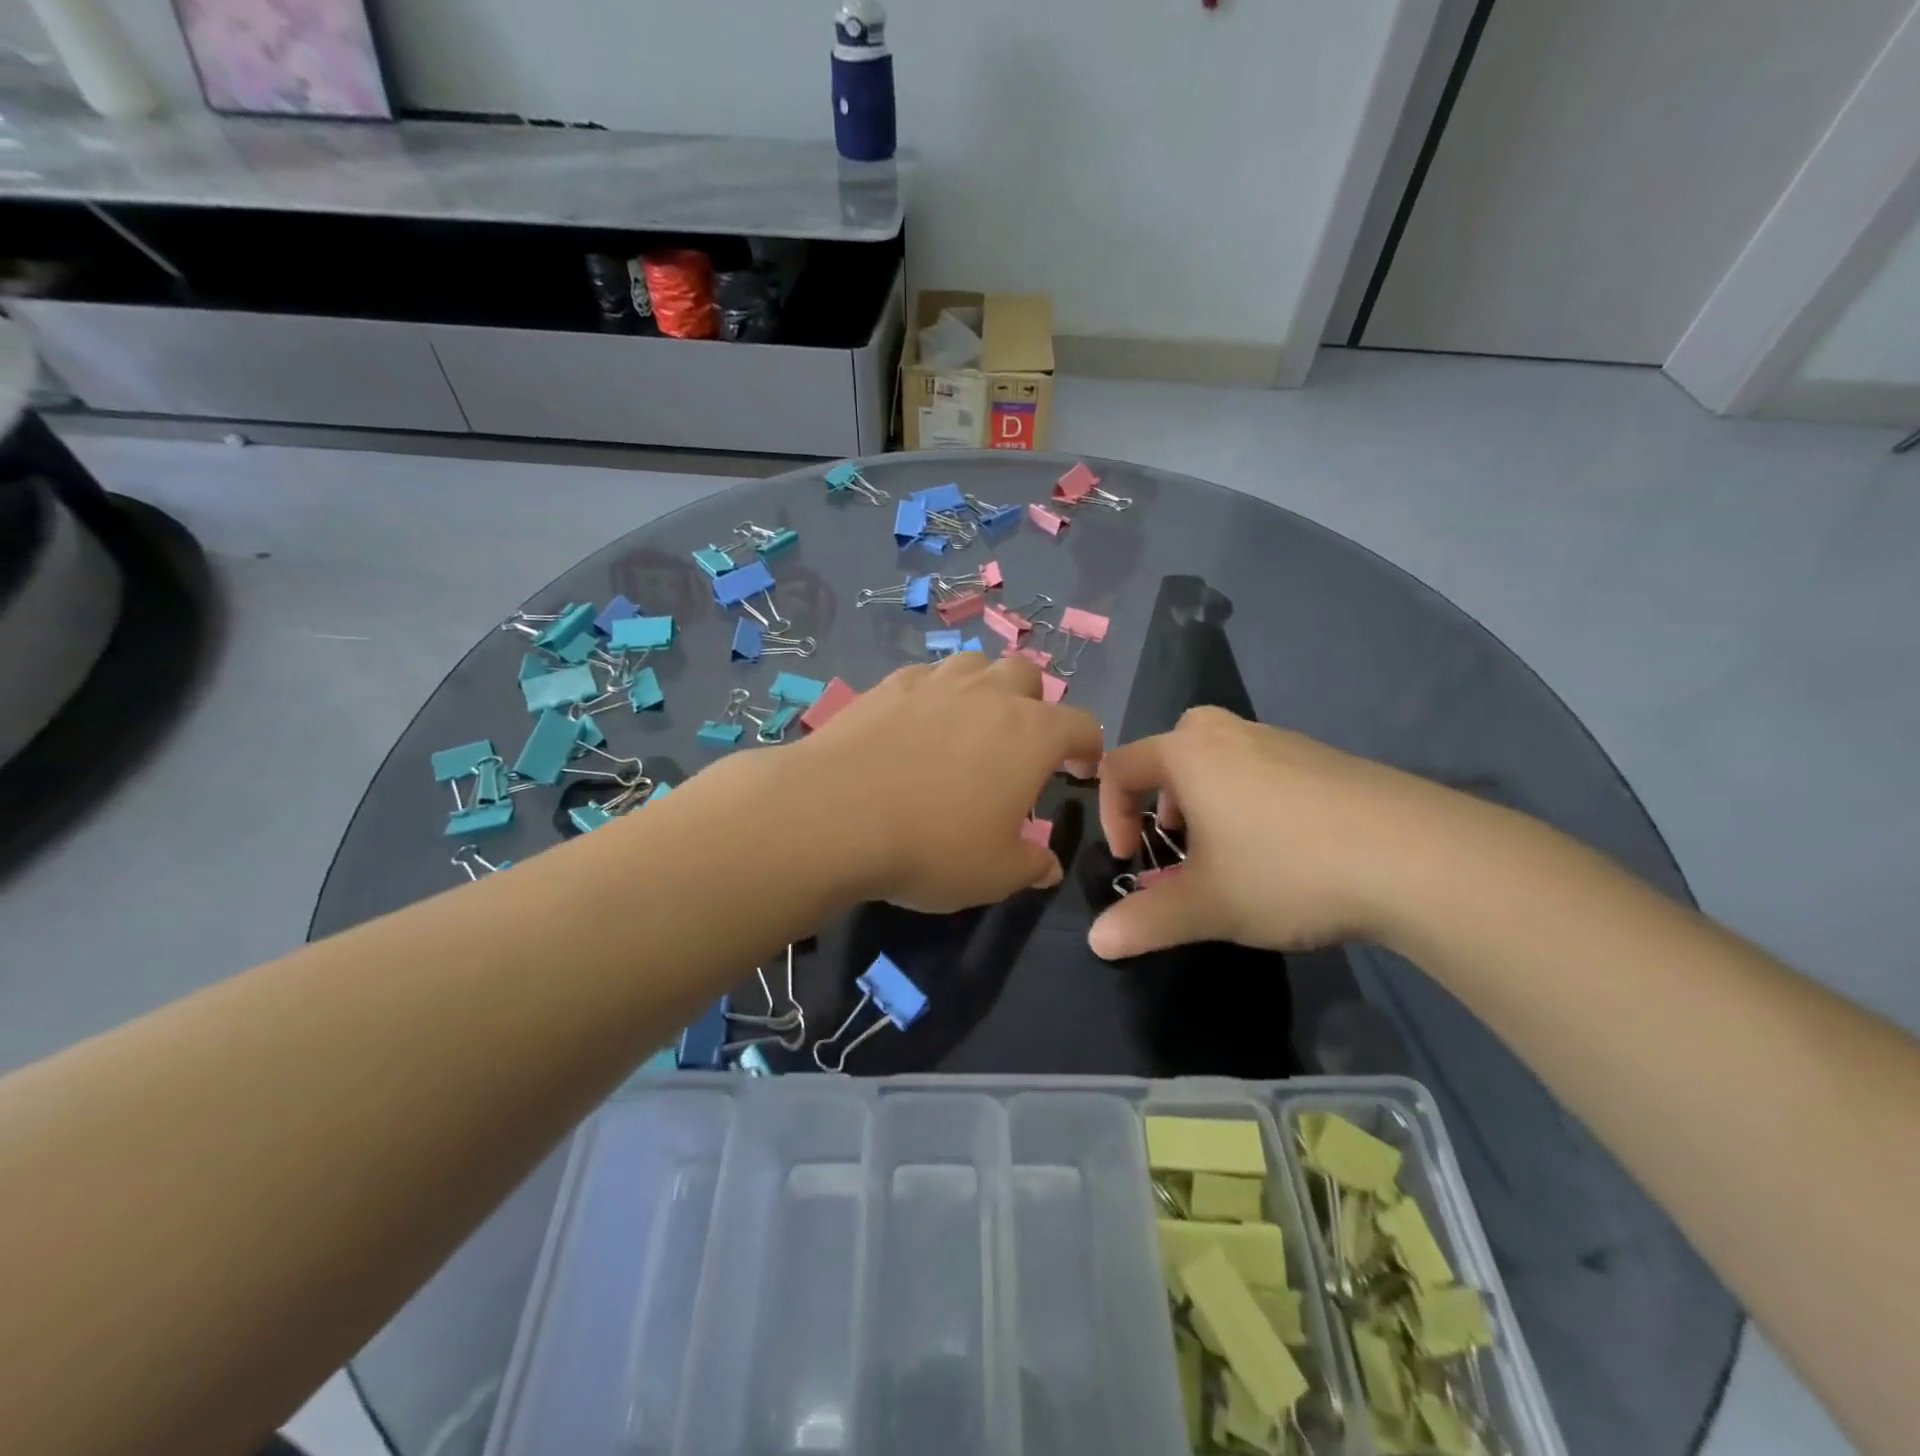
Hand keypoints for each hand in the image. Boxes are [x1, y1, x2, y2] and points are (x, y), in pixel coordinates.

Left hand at [787, 653, 1103, 912]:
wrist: (834, 814)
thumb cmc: (932, 846)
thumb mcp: (994, 874)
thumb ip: (1030, 866)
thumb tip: (1046, 866)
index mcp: (1031, 733)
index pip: (1081, 724)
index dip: (1088, 747)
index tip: (1079, 770)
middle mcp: (989, 694)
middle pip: (1027, 676)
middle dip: (1034, 705)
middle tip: (1019, 746)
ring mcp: (935, 683)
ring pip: (975, 665)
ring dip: (984, 689)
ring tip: (969, 726)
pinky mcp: (888, 686)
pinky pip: (926, 678)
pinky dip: (934, 696)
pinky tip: (915, 727)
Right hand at [1090, 709, 1454, 958]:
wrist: (1418, 857)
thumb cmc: (1286, 870)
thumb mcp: (1207, 905)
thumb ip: (1145, 921)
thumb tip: (1097, 942)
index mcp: (1189, 754)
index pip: (1121, 766)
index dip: (1112, 814)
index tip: (1134, 860)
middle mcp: (1231, 734)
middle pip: (1173, 748)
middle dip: (1161, 796)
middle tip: (1180, 840)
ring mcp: (1285, 741)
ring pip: (1222, 758)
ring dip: (1208, 798)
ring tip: (1231, 851)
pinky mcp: (1328, 759)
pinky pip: (1267, 768)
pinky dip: (1254, 799)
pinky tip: (1287, 848)